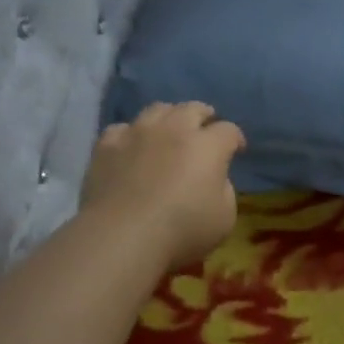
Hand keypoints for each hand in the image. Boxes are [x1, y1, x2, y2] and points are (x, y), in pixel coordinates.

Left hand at [83, 102, 245, 269]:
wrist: (123, 236)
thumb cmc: (182, 231)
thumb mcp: (225, 218)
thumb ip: (224, 190)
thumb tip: (214, 178)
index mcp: (208, 146)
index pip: (228, 131)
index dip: (235, 138)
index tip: (237, 149)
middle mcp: (174, 129)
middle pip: (193, 108)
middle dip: (204, 115)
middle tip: (205, 127)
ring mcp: (137, 133)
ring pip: (157, 109)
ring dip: (169, 116)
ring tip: (169, 129)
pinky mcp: (107, 145)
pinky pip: (122, 129)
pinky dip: (131, 135)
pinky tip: (131, 146)